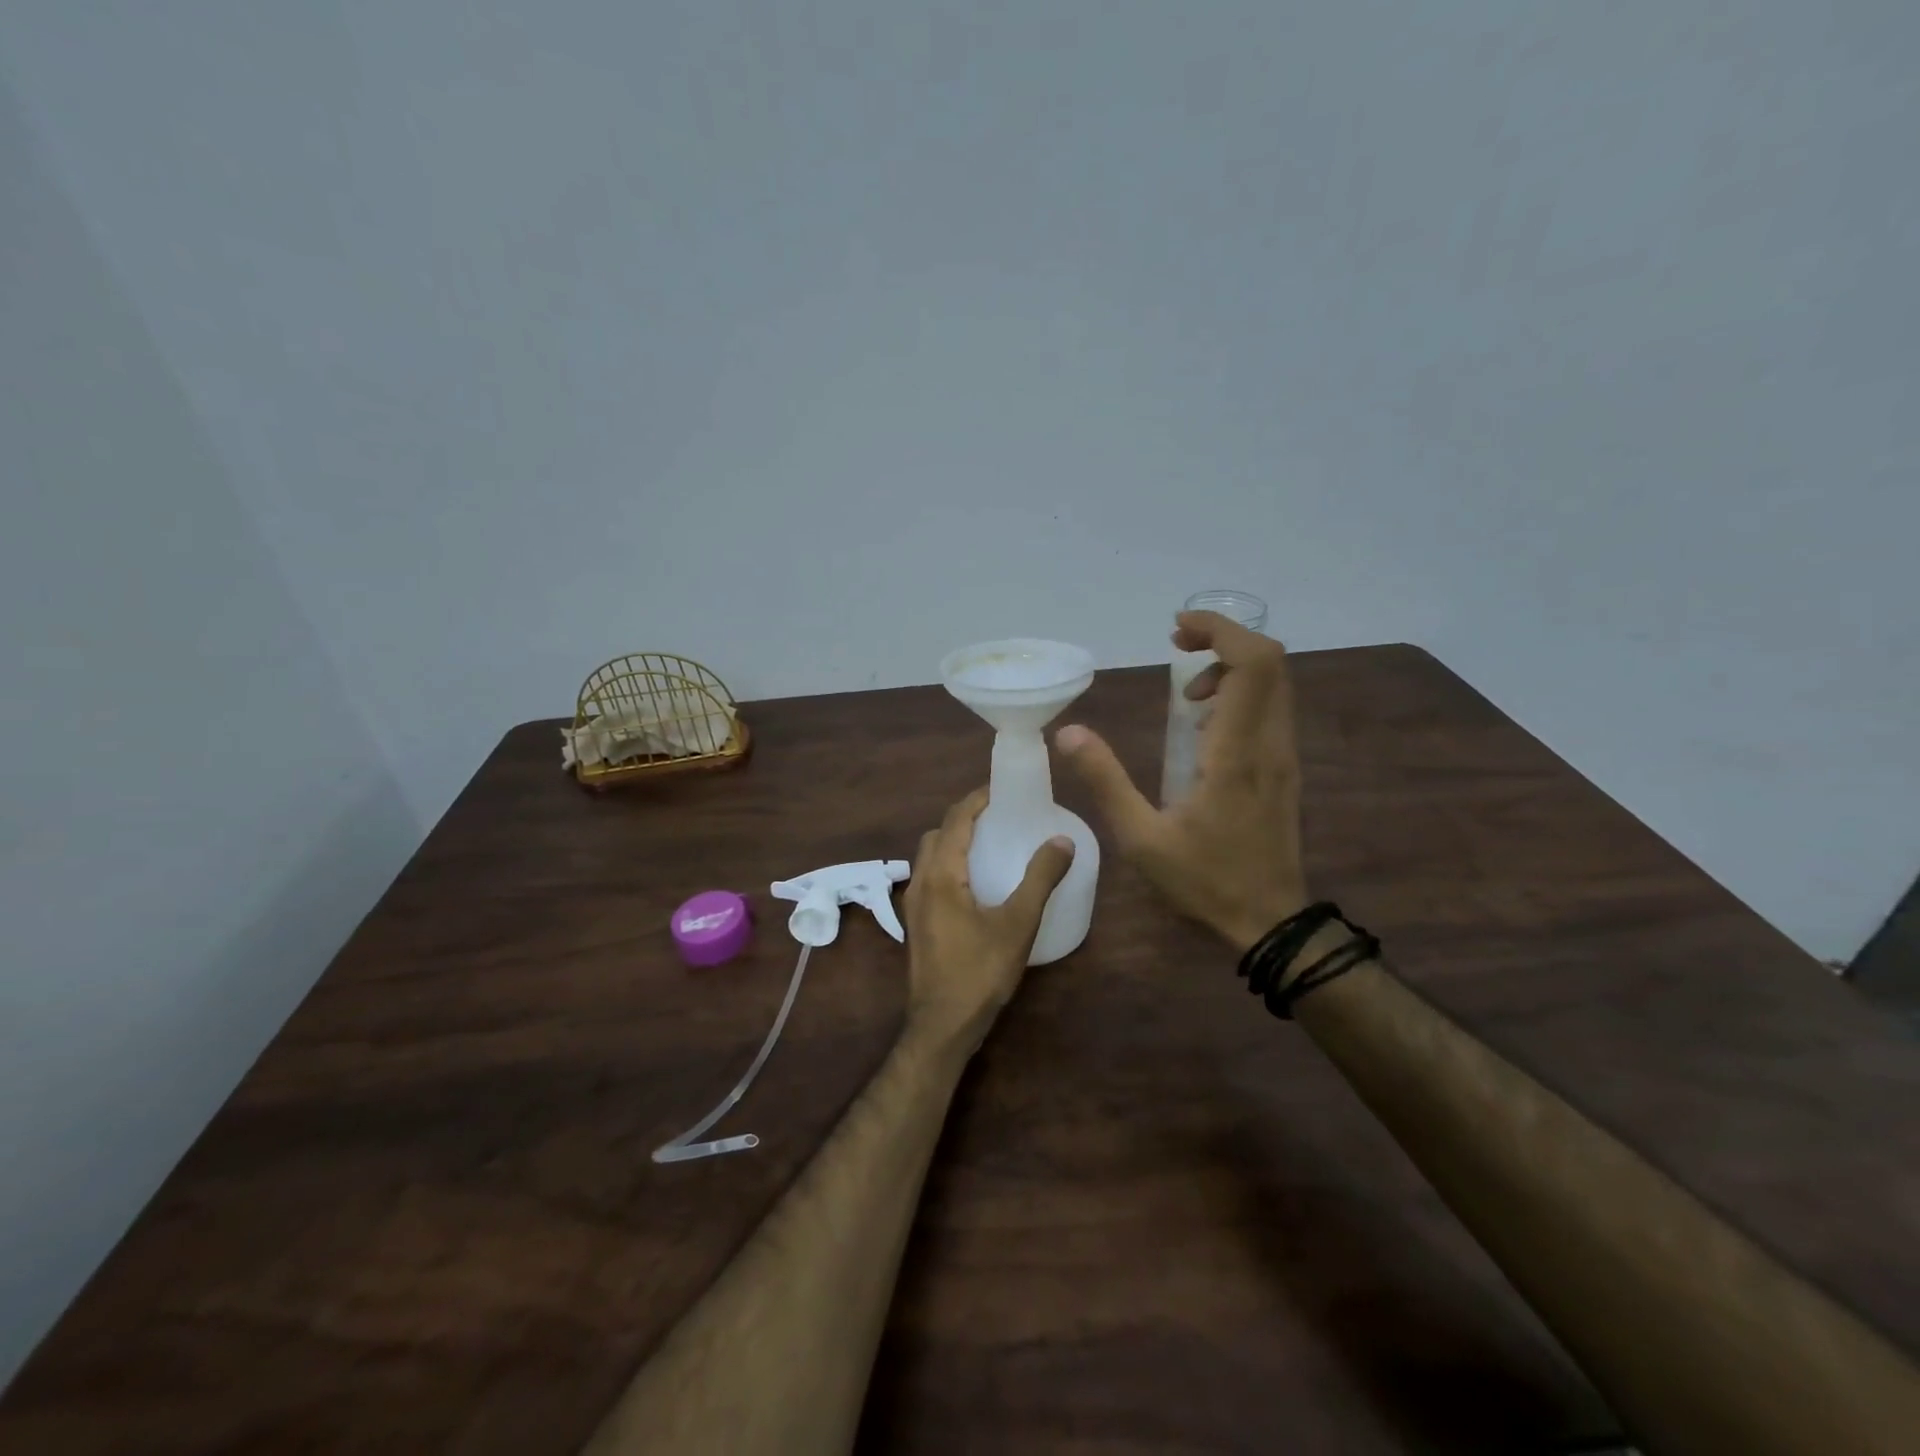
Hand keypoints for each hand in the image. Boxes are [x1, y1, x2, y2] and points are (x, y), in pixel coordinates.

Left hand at [903, 788, 1075, 1057]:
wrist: (941, 1026)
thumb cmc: (979, 972)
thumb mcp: (1018, 924)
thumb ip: (1040, 878)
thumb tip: (1062, 839)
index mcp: (941, 874)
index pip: (956, 819)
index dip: (977, 799)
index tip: (1003, 788)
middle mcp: (920, 881)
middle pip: (939, 833)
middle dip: (965, 817)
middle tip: (1000, 815)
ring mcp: (914, 904)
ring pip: (931, 856)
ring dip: (955, 840)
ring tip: (991, 843)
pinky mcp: (917, 923)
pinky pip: (931, 876)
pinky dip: (951, 863)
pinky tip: (977, 882)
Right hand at [1056, 610, 1307, 951]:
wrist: (1270, 921)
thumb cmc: (1204, 880)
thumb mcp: (1140, 837)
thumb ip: (1105, 781)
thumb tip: (1068, 733)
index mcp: (1236, 753)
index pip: (1253, 665)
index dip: (1220, 630)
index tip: (1176, 630)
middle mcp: (1270, 744)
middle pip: (1270, 663)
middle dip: (1223, 639)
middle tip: (1177, 648)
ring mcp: (1283, 756)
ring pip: (1274, 684)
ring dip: (1230, 668)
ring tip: (1185, 692)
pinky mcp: (1283, 769)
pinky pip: (1270, 708)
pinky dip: (1239, 693)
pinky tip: (1204, 723)